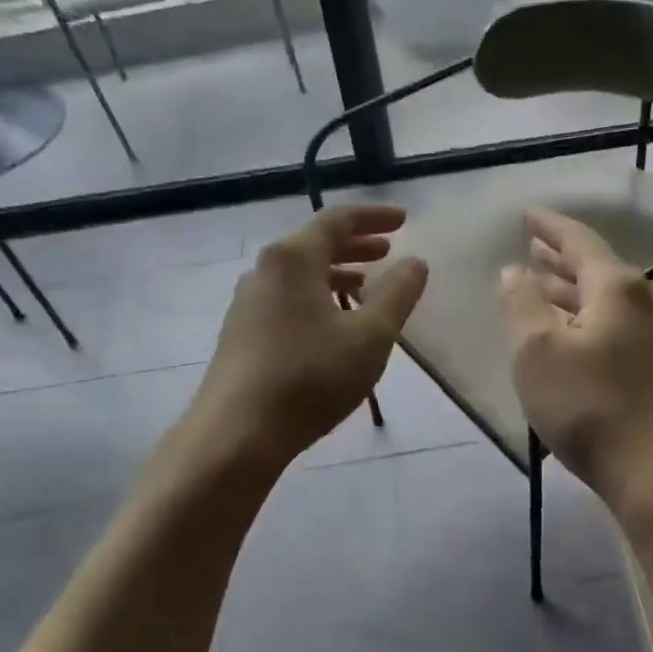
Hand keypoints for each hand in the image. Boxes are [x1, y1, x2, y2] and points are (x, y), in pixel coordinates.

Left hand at [180, 205, 427, 470]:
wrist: (237, 434)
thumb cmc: (310, 378)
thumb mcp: (370, 337)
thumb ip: (397, 295)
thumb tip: (415, 263)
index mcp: (293, 259)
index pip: (337, 220)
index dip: (374, 217)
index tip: (404, 220)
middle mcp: (265, 271)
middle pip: (315, 244)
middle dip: (356, 245)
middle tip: (388, 251)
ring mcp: (247, 303)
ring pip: (299, 274)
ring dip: (336, 273)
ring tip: (365, 286)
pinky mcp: (242, 333)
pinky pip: (287, 298)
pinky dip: (317, 297)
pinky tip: (333, 324)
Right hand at [499, 208, 652, 510]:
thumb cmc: (589, 404)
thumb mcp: (538, 351)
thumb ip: (522, 303)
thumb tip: (514, 271)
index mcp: (614, 288)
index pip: (578, 240)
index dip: (548, 225)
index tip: (525, 212)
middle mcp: (638, 304)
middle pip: (593, 268)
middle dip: (558, 255)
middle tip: (529, 243)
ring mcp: (647, 339)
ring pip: (599, 300)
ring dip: (566, 289)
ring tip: (536, 282)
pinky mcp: (646, 370)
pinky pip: (605, 327)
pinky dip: (578, 318)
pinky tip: (561, 333)